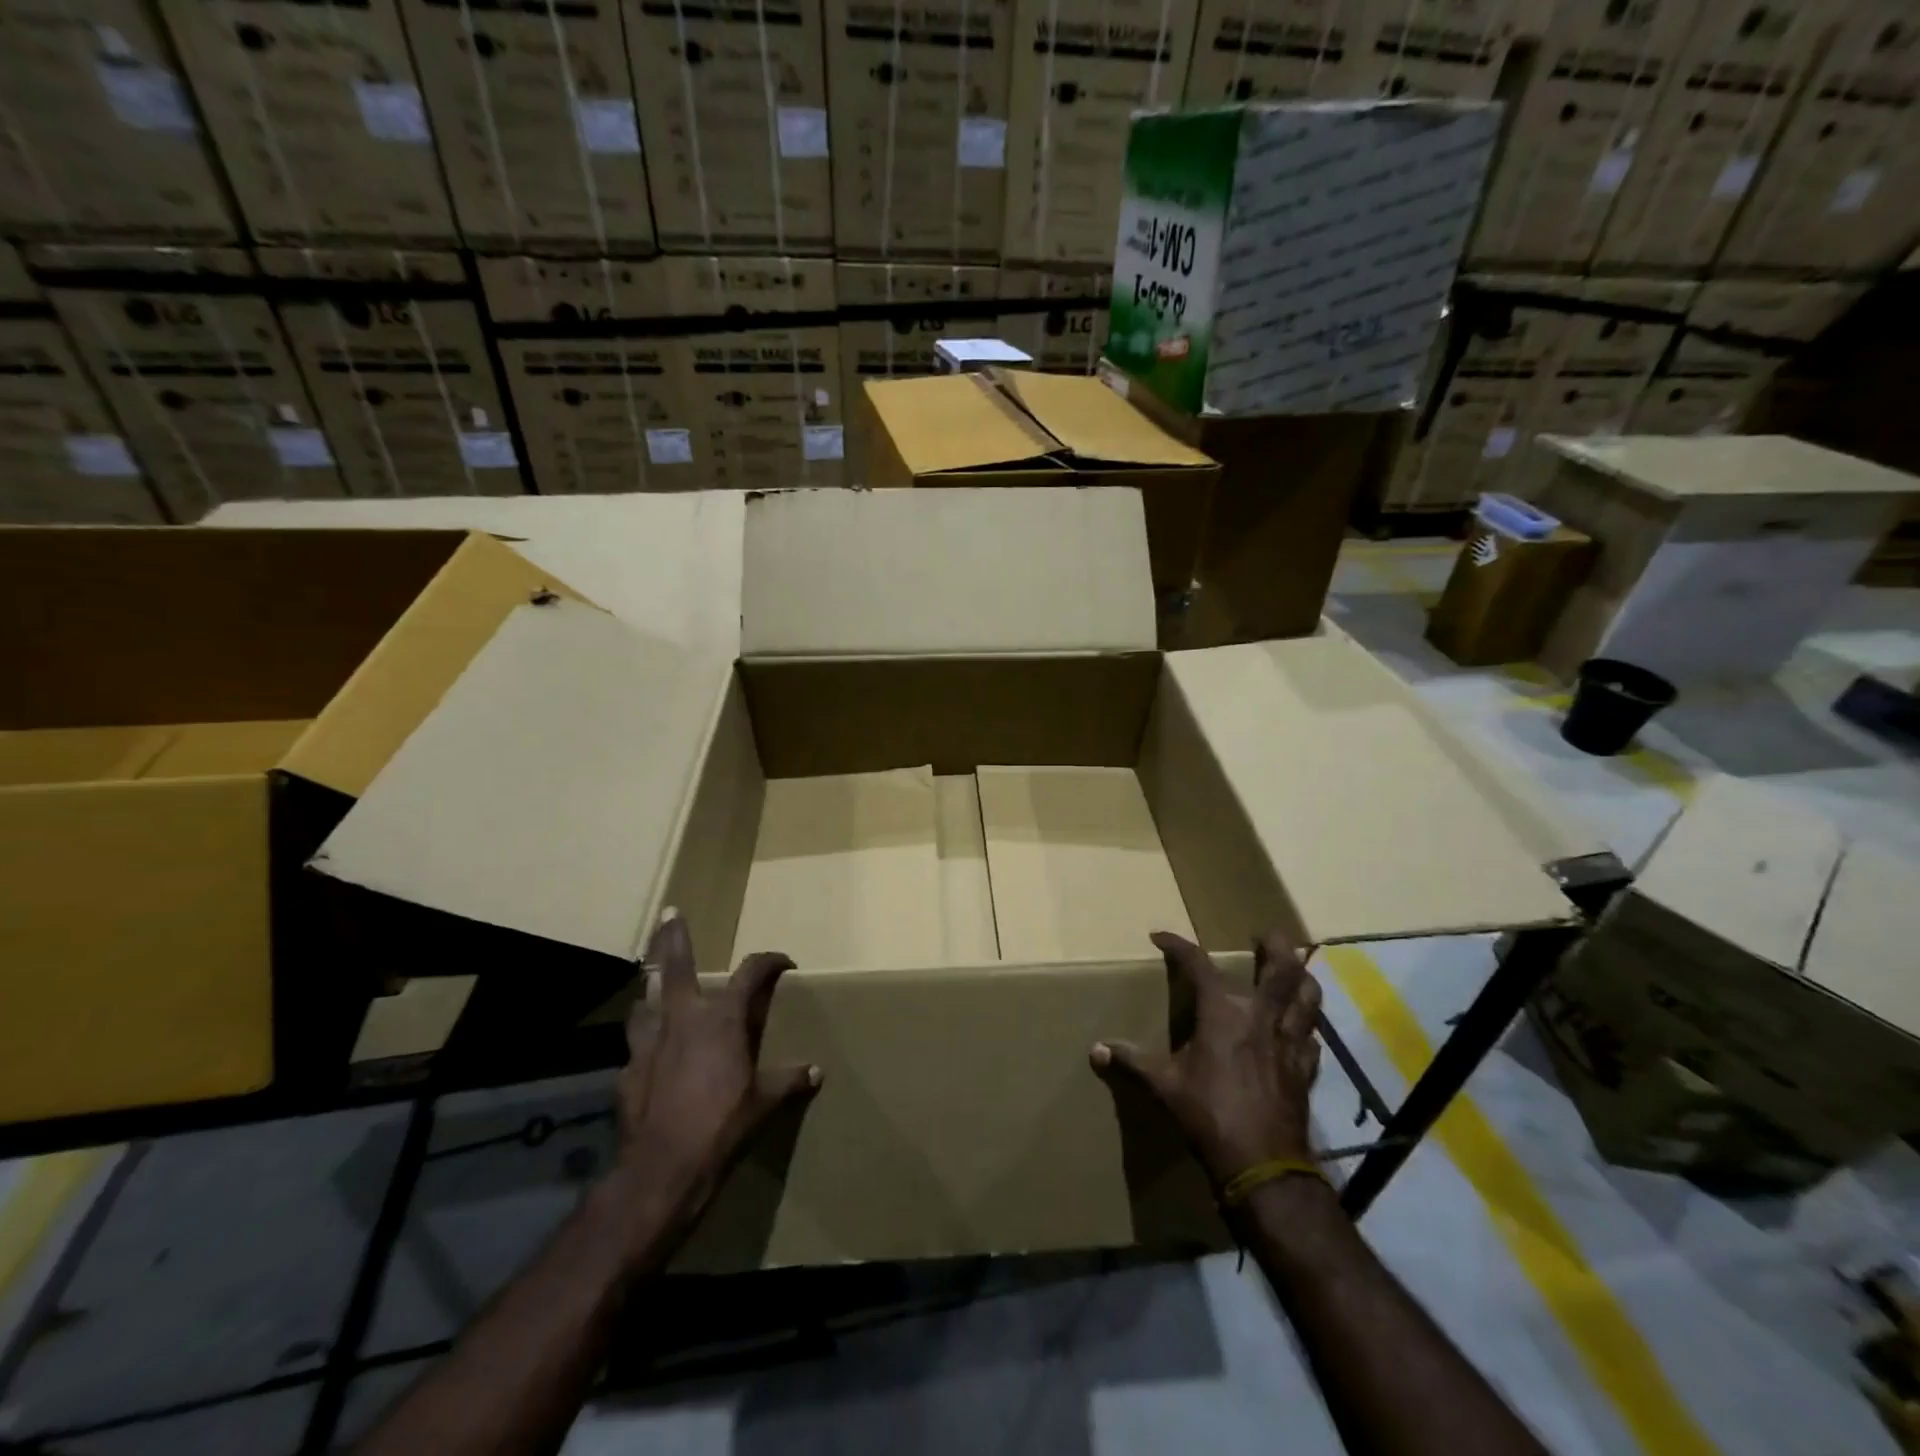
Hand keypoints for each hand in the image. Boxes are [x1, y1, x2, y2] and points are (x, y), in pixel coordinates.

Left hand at [614, 910, 820, 1224]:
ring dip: (649, 991)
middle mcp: (684, 1019)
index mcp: (723, 1019)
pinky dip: (644, 1045)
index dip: (770, 962)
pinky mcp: (627, 1072)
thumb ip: (789, 1081)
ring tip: (650, 985)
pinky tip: (646, 1057)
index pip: (751, 973)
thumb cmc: (722, 1125)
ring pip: (645, 1002)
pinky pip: (635, 1048)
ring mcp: (649, 1044)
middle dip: (673, 938)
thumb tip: (816, 1073)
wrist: (663, 1168)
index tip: (784, 962)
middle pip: (676, 966)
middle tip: (669, 914)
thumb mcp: (764, 1103)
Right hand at [1091, 930, 1321, 1185]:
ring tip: (1296, 970)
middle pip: (1281, 968)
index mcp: (1222, 1014)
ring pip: (1308, 997)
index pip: (1198, 964)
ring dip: (1303, 978)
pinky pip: (1312, 1037)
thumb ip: (1132, 1062)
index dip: (1178, 945)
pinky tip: (1299, 1030)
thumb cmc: (1208, 1115)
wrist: (1263, 1165)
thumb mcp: (1164, 1086)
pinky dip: (1306, 1026)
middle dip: (1276, 946)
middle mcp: (1260, 1018)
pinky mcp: (1306, 1069)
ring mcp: (1289, 1042)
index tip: (1160, 937)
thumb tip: (1096, 1050)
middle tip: (1266, 935)